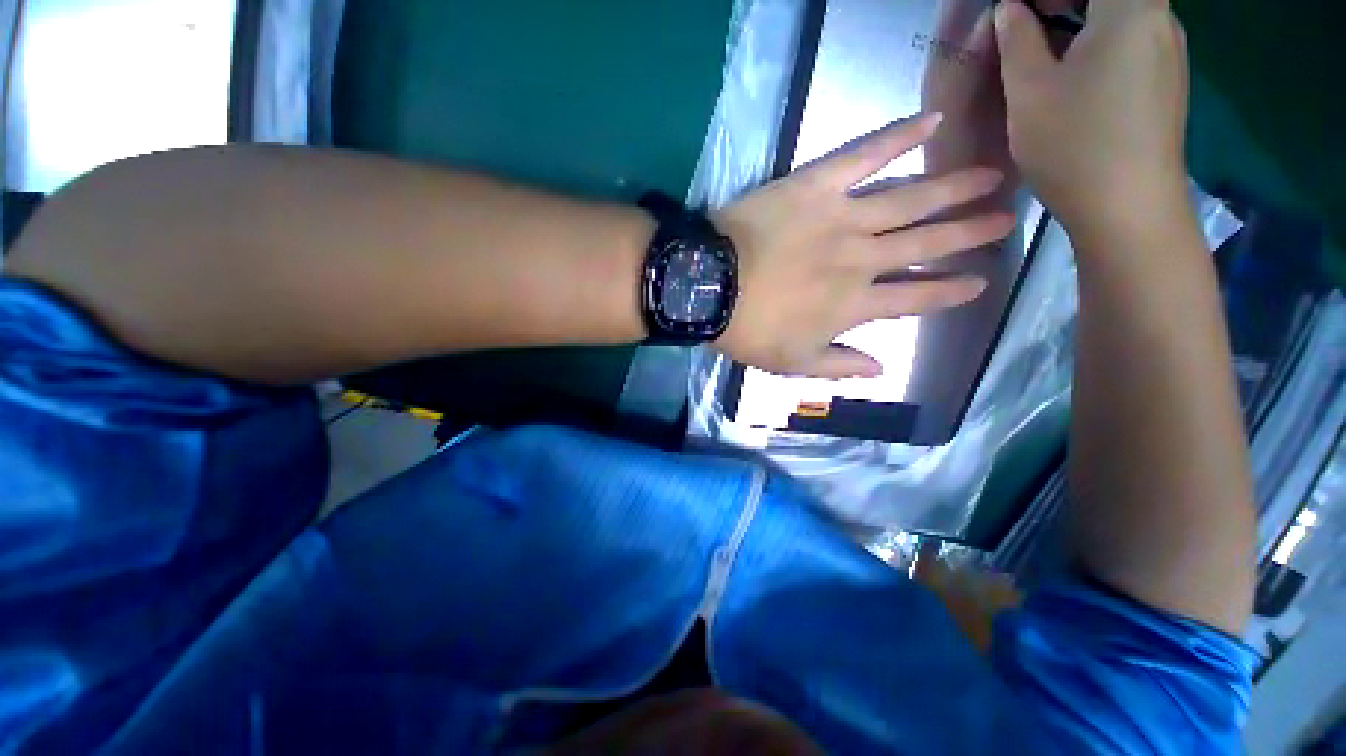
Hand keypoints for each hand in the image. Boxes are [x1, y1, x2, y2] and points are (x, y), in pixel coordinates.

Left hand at [712, 114, 1013, 378]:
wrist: (709, 287)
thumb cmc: (748, 329)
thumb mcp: (792, 363)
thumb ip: (839, 365)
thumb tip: (882, 369)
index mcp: (855, 304)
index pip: (915, 297)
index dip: (949, 291)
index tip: (979, 282)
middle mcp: (861, 259)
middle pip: (925, 244)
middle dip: (967, 234)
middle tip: (1005, 220)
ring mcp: (841, 217)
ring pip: (910, 200)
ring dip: (953, 187)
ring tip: (992, 176)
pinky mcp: (817, 184)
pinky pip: (863, 154)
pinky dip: (898, 136)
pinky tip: (932, 120)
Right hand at [995, 0, 1190, 234]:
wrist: (1128, 208)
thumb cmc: (1075, 144)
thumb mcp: (1029, 91)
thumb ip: (1016, 40)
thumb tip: (1009, 9)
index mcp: (1131, 8)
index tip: (1019, 9)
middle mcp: (1160, 19)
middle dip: (1062, 1)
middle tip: (1023, 21)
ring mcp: (1169, 53)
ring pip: (1122, 14)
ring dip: (1081, 18)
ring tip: (1043, 46)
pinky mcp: (1166, 82)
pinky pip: (1132, 41)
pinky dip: (1100, 41)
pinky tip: (1074, 72)